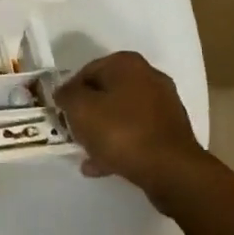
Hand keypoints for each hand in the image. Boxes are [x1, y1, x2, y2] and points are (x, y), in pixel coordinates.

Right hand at [54, 52, 204, 198]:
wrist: (171, 170)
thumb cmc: (121, 132)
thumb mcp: (81, 109)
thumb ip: (67, 95)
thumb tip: (65, 93)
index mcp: (127, 63)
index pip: (87, 71)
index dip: (70, 92)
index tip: (62, 113)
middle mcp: (149, 77)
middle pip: (106, 92)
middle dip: (88, 112)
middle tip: (74, 131)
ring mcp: (164, 105)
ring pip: (121, 114)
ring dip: (103, 131)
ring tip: (86, 153)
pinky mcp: (171, 132)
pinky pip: (137, 133)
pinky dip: (120, 144)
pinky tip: (103, 165)